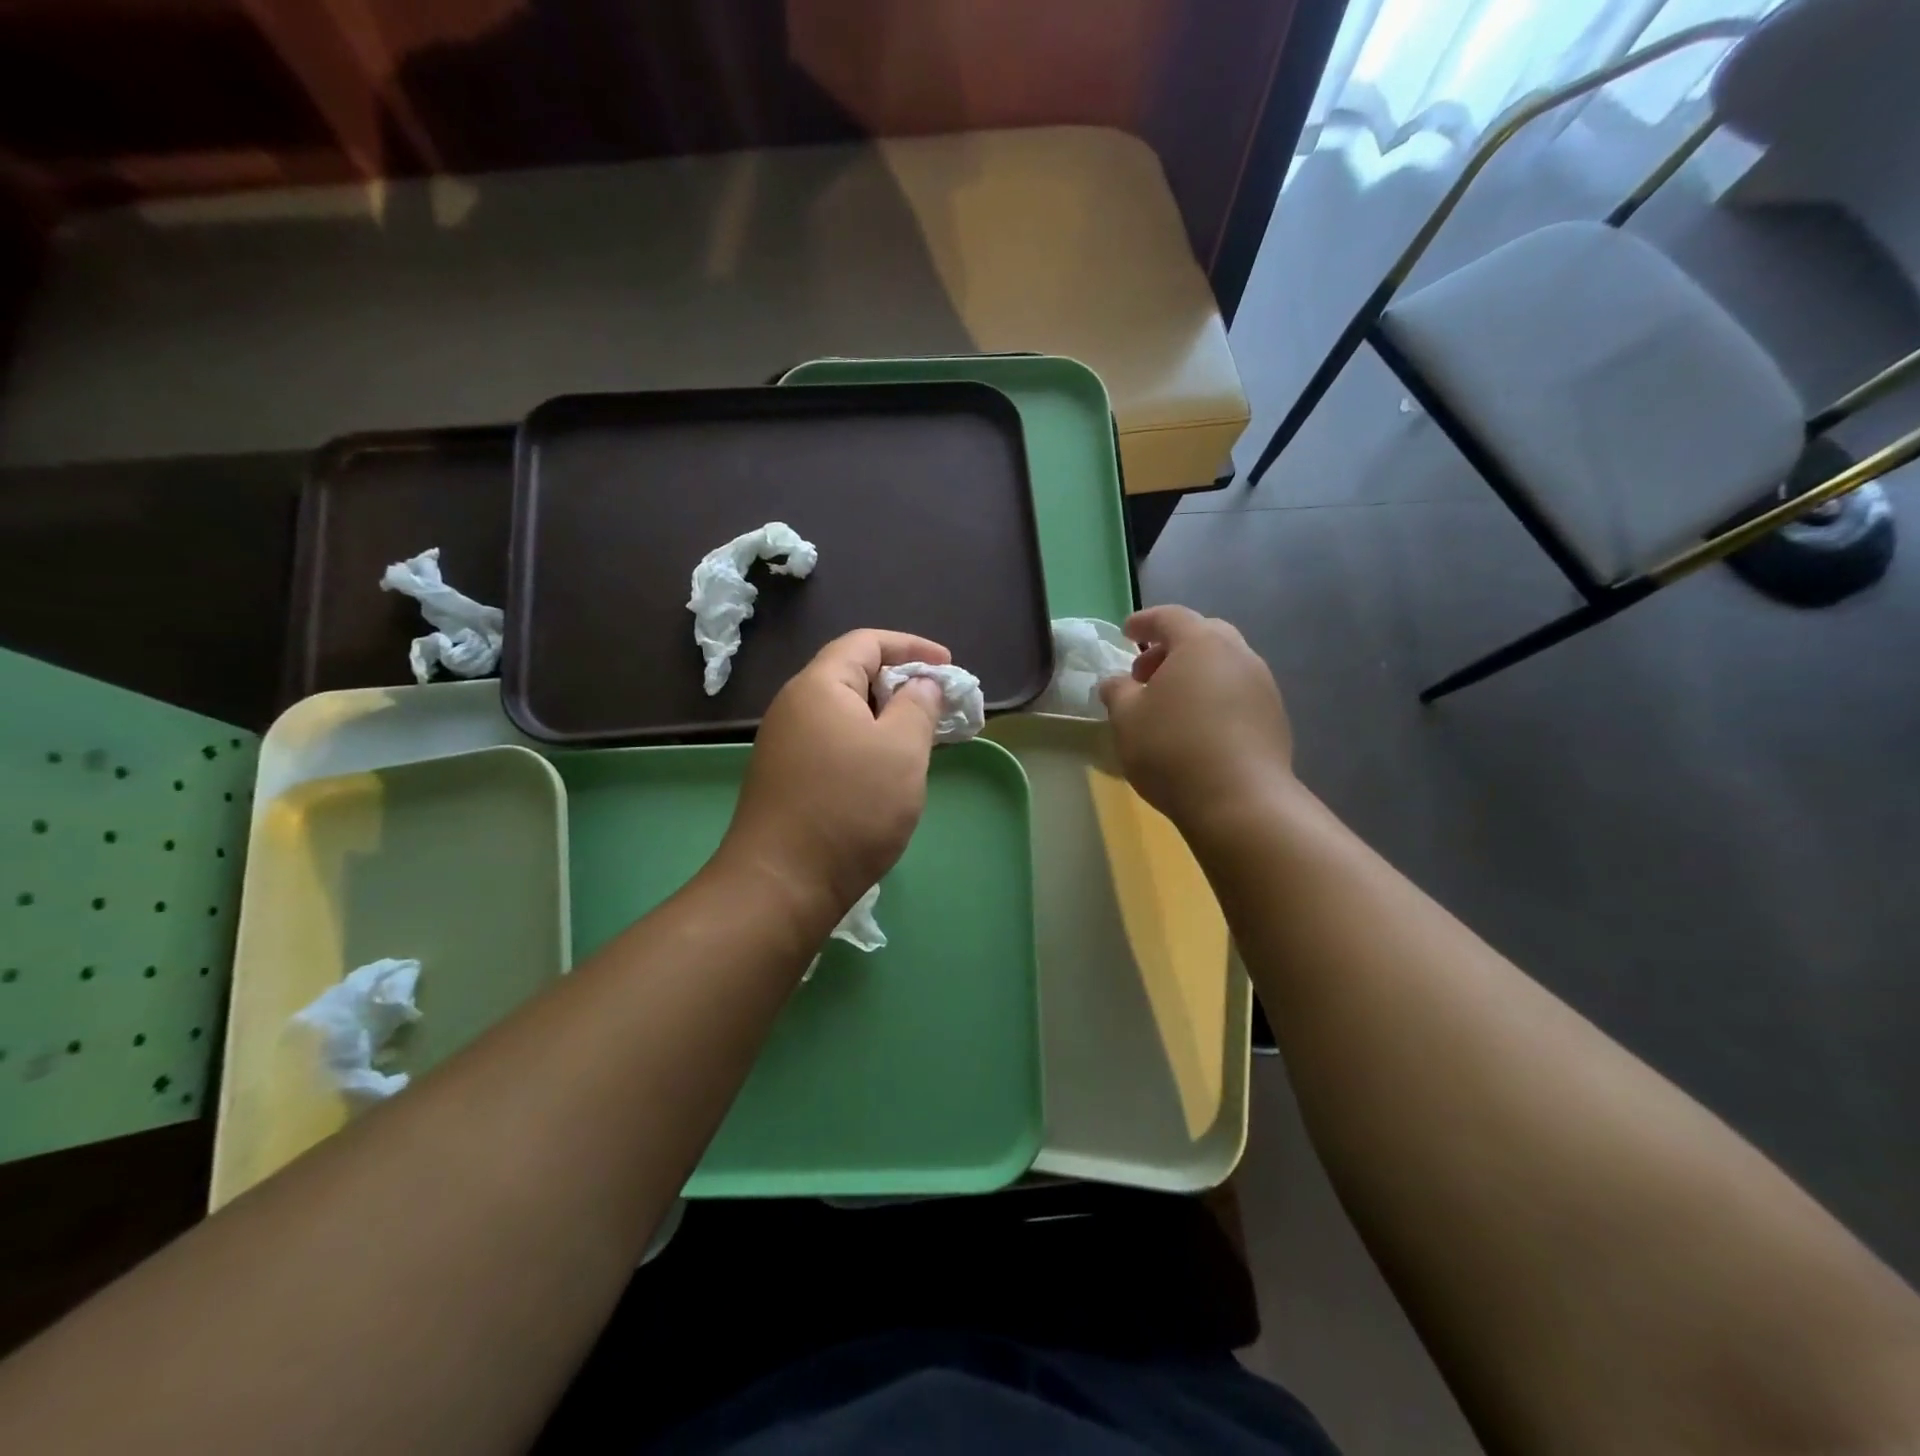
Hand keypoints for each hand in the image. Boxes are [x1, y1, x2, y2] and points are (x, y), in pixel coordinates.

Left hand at [719, 629, 949, 918]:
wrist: (782, 884)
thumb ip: (918, 706)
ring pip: (845, 713)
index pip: (866, 642)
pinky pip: (834, 742)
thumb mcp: (901, 750)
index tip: (948, 666)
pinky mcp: (786, 777)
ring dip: (886, 718)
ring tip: (920, 741)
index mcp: (819, 685)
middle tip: (939, 707)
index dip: (912, 647)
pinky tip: (887, 772)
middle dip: (901, 684)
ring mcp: (786, 744)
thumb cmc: (850, 807)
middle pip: (853, 674)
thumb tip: (921, 684)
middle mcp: (795, 706)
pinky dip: (866, 744)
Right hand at [1098, 606, 1293, 830]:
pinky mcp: (1275, 719)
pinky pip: (1238, 694)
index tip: (1127, 632)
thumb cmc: (1172, 748)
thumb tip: (1116, 683)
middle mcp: (1239, 655)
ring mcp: (1263, 687)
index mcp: (1201, 643)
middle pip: (1204, 636)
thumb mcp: (1127, 719)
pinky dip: (1214, 699)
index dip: (1145, 622)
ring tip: (1170, 706)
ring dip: (1195, 675)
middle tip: (1145, 675)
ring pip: (1224, 666)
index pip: (1170, 617)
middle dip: (1171, 649)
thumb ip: (1117, 692)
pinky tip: (1197, 729)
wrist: (1240, 801)